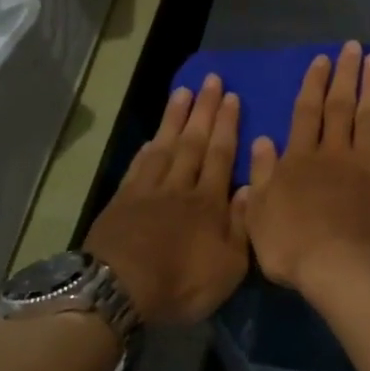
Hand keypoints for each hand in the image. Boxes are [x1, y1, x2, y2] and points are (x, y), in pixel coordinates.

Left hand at [84, 75, 249, 324]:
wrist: (118, 290)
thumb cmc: (181, 283)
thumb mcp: (229, 266)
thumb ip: (242, 225)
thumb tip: (250, 187)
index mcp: (209, 203)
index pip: (221, 155)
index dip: (227, 126)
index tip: (231, 97)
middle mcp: (180, 187)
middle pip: (194, 142)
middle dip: (204, 110)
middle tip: (211, 80)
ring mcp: (147, 191)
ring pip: (165, 146)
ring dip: (175, 118)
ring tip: (183, 92)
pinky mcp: (121, 201)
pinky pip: (138, 166)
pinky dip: (147, 149)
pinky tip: (152, 137)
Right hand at [244, 41, 369, 293]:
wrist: (341, 269)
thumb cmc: (292, 245)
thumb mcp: (259, 213)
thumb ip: (261, 174)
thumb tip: (262, 139)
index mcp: (300, 159)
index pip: (306, 112)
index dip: (313, 84)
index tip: (322, 60)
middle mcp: (334, 153)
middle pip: (340, 106)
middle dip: (346, 74)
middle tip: (354, 47)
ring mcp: (366, 165)